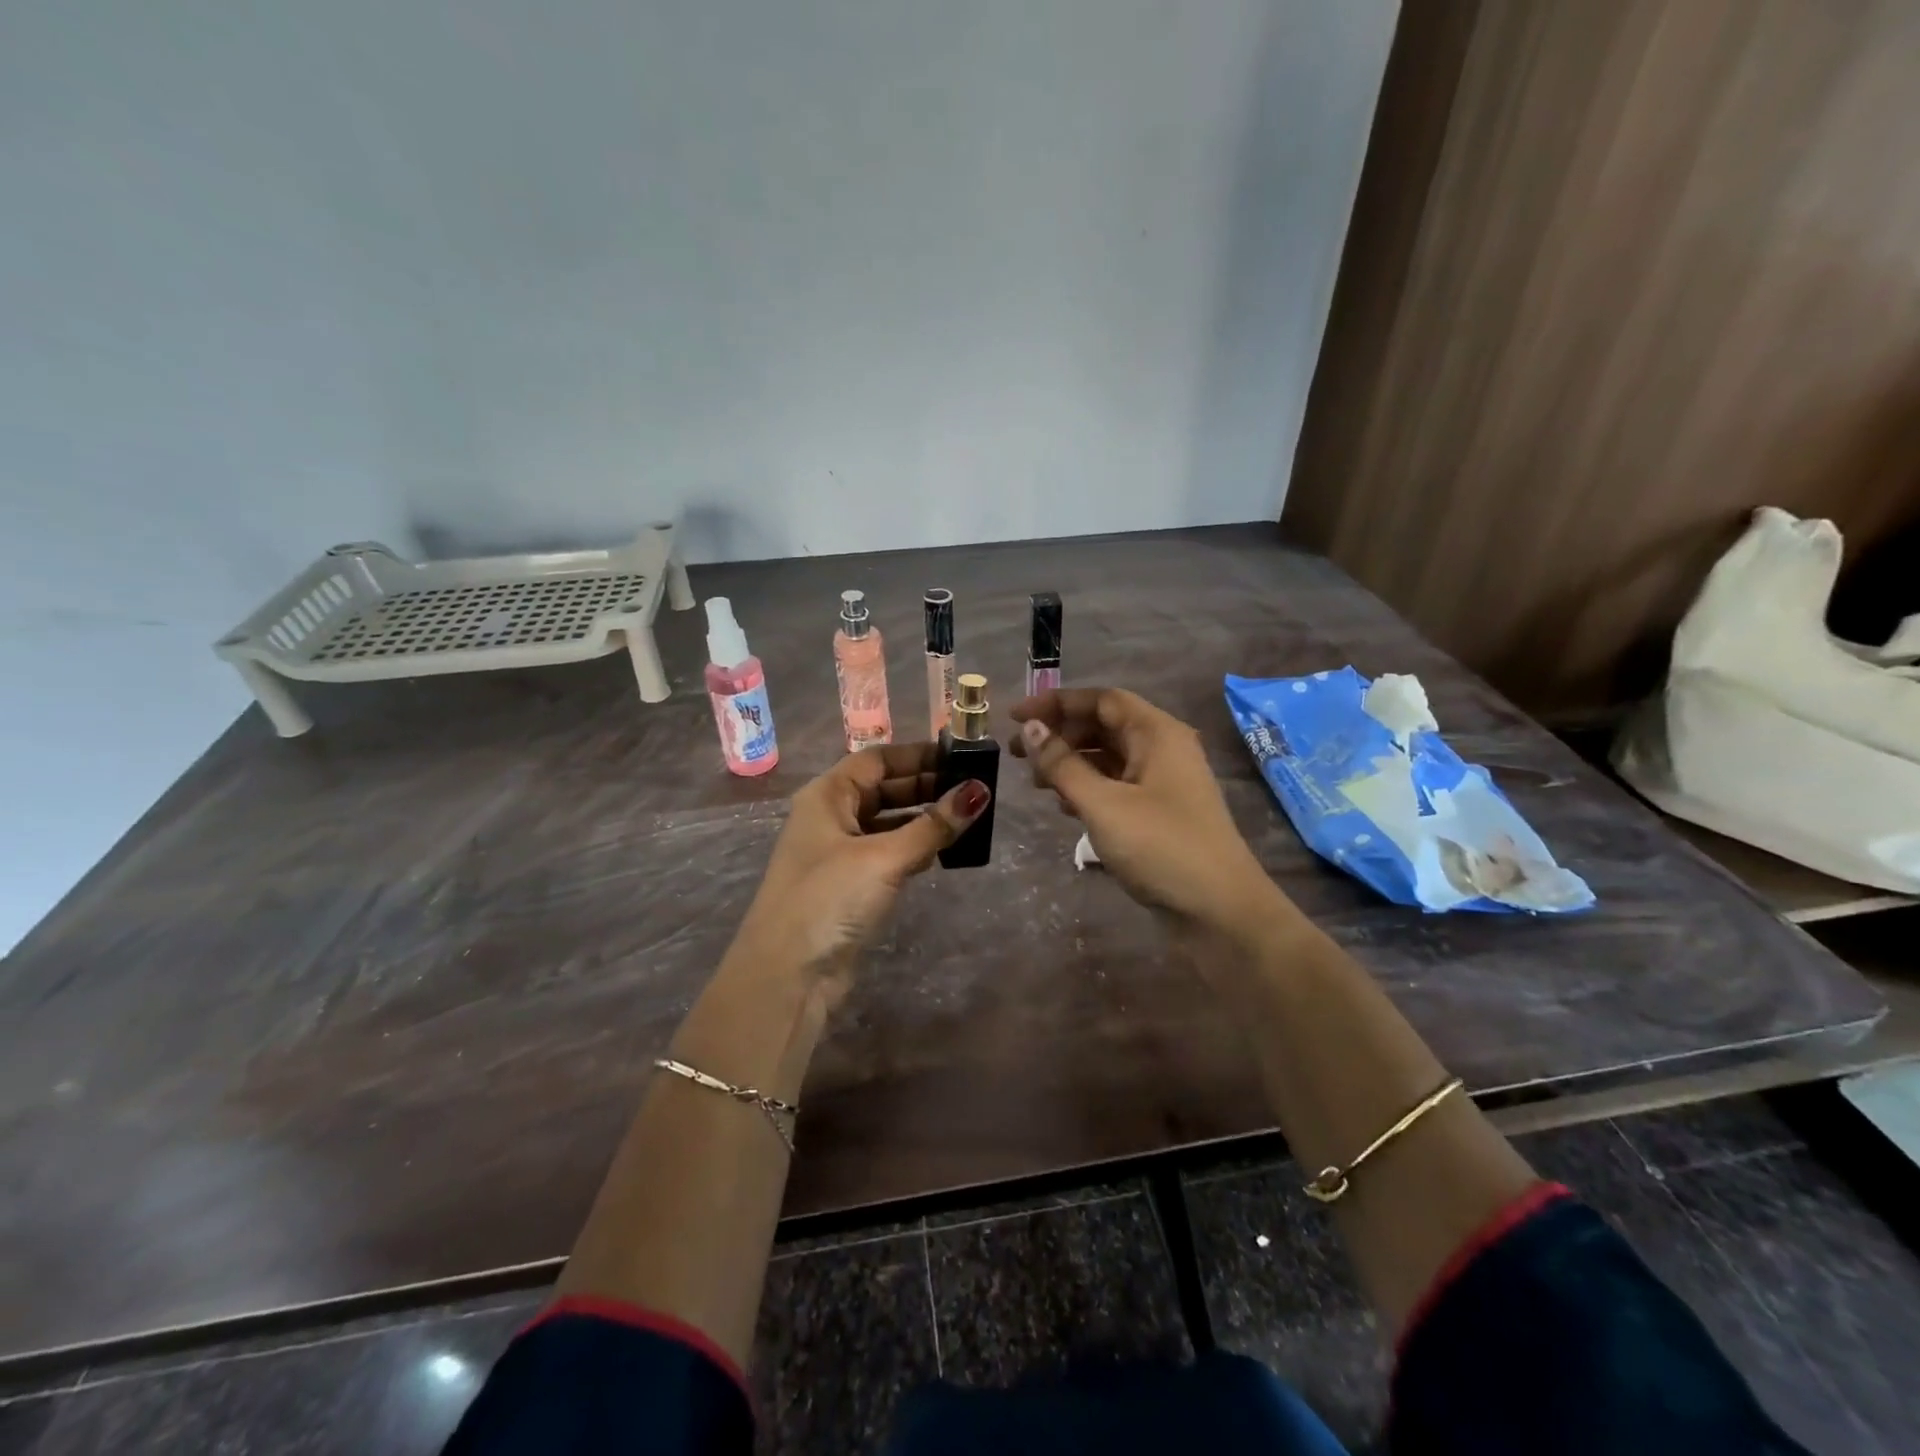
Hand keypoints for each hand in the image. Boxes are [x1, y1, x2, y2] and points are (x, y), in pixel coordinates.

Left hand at [735, 742, 989, 992]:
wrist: (788, 976)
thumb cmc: (829, 899)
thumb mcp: (884, 857)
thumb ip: (932, 826)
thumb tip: (980, 791)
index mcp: (827, 796)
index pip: (877, 760)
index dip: (917, 755)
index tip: (960, 758)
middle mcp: (830, 817)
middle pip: (883, 788)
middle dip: (925, 786)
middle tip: (973, 788)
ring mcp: (838, 853)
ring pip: (887, 823)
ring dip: (922, 818)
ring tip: (967, 816)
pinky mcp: (850, 886)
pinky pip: (888, 853)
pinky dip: (914, 848)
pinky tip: (943, 851)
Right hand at [1011, 688, 1278, 932]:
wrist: (1219, 911)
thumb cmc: (1161, 847)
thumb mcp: (1103, 804)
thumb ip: (1062, 765)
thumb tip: (1030, 728)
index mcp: (1157, 733)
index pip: (1101, 700)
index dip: (1056, 702)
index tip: (1015, 717)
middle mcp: (1162, 749)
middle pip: (1104, 726)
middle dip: (1059, 735)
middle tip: (1018, 754)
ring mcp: (1163, 783)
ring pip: (1108, 758)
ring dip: (1070, 764)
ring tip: (1036, 783)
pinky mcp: (1159, 813)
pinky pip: (1116, 786)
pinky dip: (1087, 789)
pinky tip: (1064, 808)